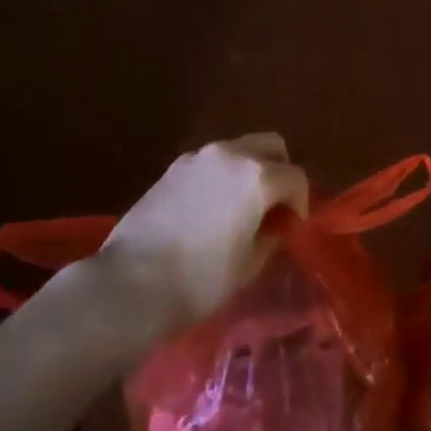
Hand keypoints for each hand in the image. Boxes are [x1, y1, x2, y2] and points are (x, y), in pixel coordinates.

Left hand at [95, 133, 307, 328]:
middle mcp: (232, 155)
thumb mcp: (248, 265)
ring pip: (239, 149)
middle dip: (280, 171)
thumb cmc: (199, 280)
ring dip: (250, 170)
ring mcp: (198, 157)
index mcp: (258, 177)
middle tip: (274, 205)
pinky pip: (211, 162)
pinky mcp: (173, 167)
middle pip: (271, 146)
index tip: (292, 227)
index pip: (296, 178)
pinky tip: (210, 208)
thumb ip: (269, 236)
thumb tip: (273, 226)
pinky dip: (222, 175)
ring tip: (240, 207)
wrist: (129, 284)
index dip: (300, 203)